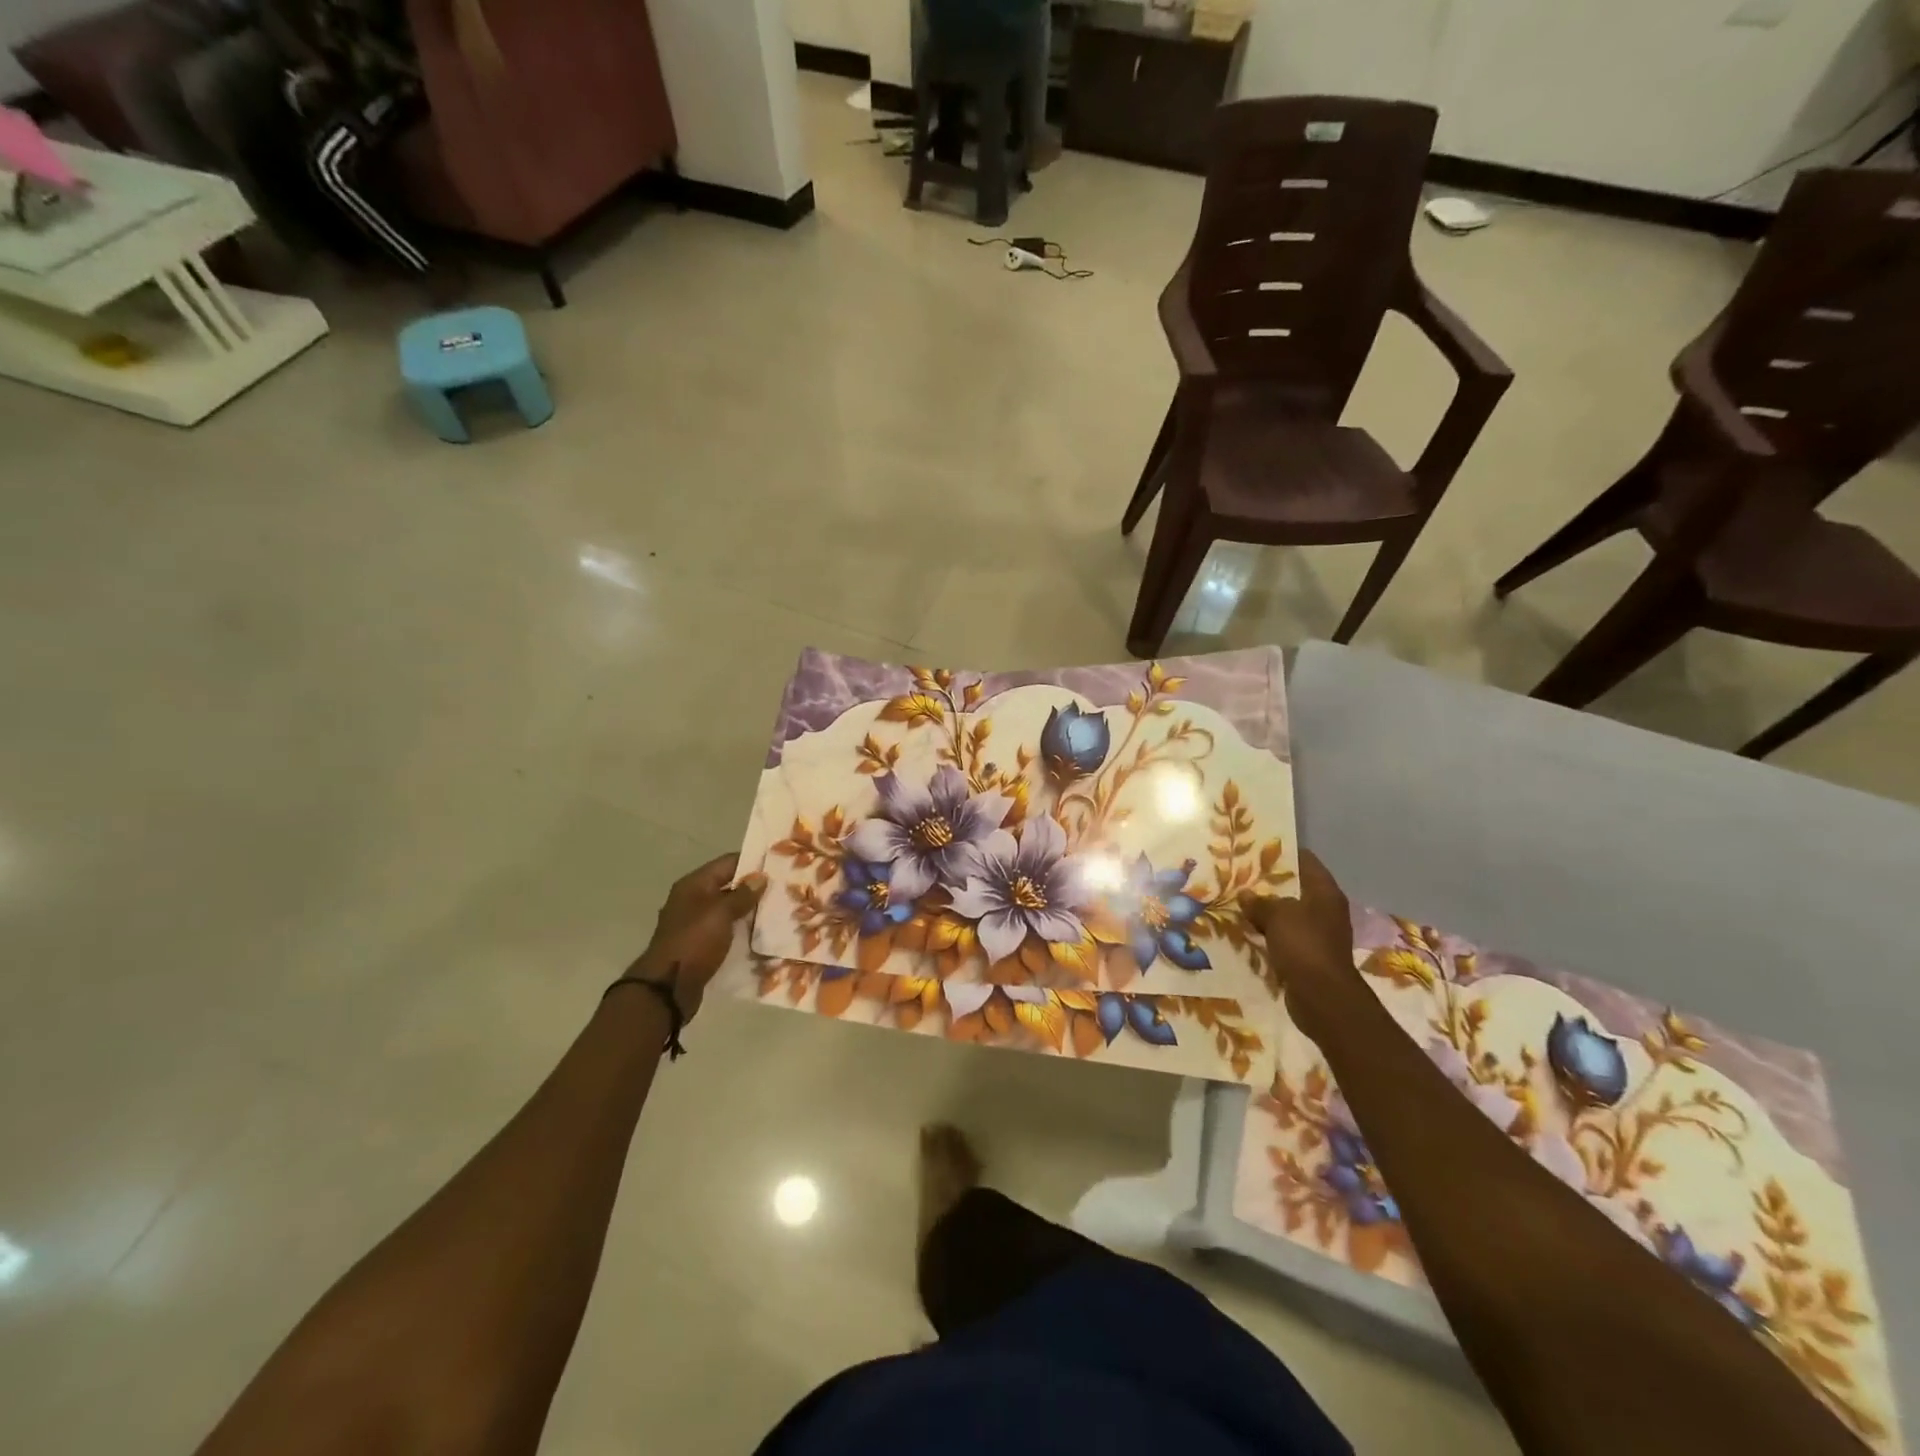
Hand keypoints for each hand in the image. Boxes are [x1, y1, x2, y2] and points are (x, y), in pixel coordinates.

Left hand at [629, 855, 765, 1019]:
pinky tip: (762, 936)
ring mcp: (695, 924)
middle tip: (785, 889)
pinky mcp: (700, 945)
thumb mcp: (720, 913)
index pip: (727, 863)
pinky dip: (741, 931)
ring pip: (729, 910)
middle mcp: (693, 900)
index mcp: (694, 885)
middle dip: (754, 888)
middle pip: (728, 886)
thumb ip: (742, 894)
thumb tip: (760, 877)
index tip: (779, 864)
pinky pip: (726, 931)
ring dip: (750, 911)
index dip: (752, 862)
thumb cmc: (694, 942)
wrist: (668, 988)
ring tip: (779, 912)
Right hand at [1239, 851, 1353, 1031]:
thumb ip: (1260, 902)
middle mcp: (1325, 910)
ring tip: (1236, 902)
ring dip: (1266, 911)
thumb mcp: (1277, 916)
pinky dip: (1268, 934)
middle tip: (1239, 876)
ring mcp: (1318, 934)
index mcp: (1325, 893)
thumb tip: (1246, 895)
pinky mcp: (1308, 956)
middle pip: (1295, 888)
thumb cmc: (1304, 946)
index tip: (1255, 849)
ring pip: (1288, 914)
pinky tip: (1246, 931)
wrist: (1322, 997)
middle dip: (1269, 884)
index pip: (1305, 861)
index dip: (1282, 853)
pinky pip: (1284, 937)